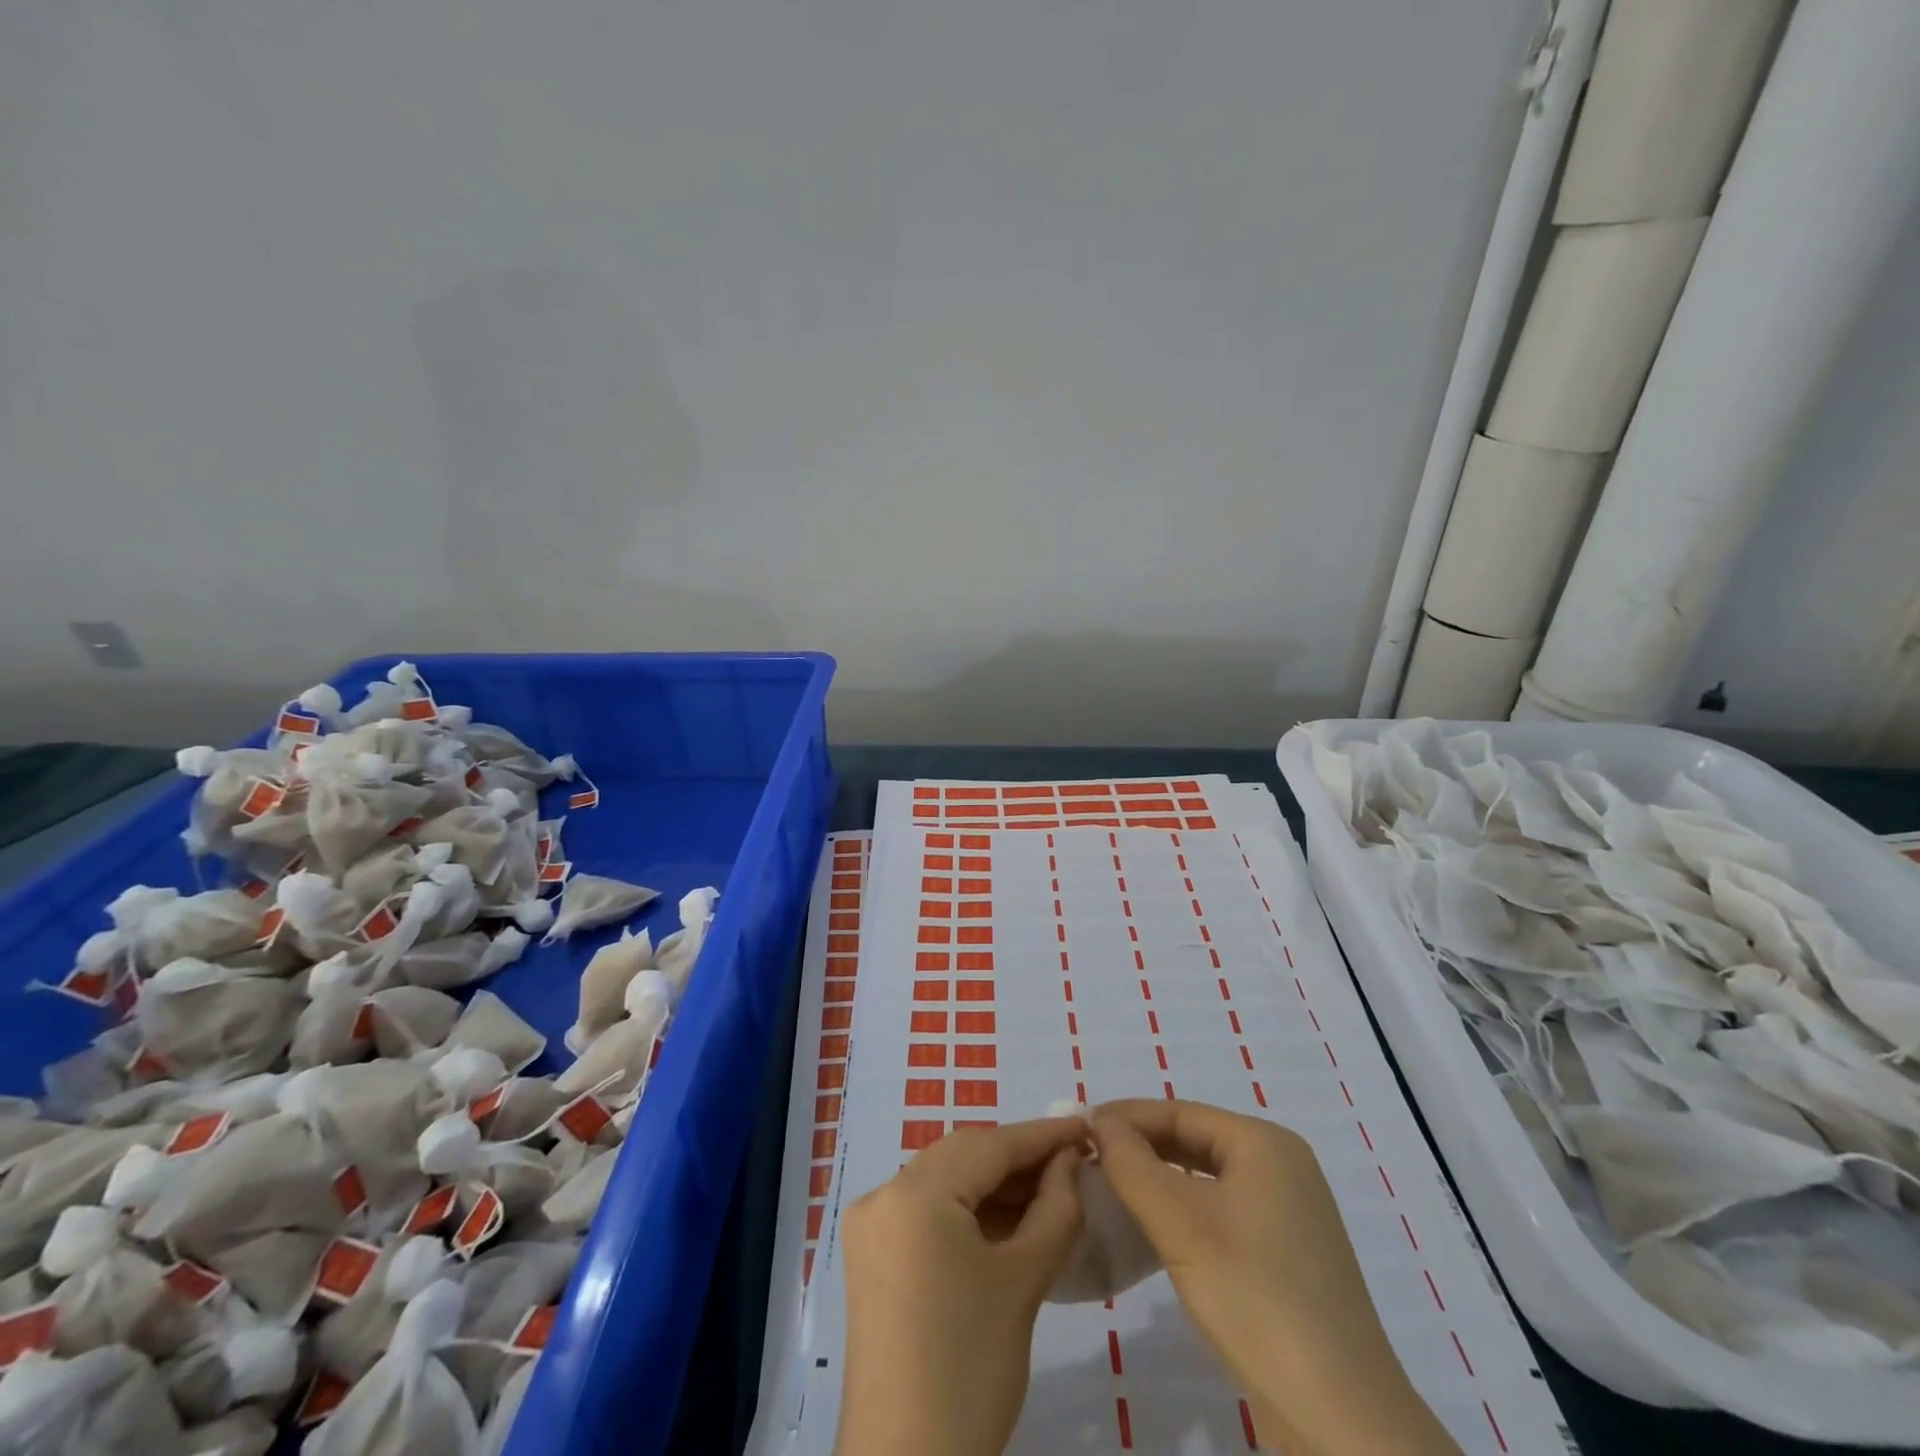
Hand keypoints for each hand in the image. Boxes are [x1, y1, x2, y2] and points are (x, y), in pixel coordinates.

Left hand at [834, 1117, 1086, 1455]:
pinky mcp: (871, 1256)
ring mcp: (871, 1225)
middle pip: (963, 1157)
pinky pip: (927, 1211)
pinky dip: (968, 1211)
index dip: (1042, 1135)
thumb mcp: (1023, 1281)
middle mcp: (883, 1194)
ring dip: (995, 1185)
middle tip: (1072, 1160)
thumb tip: (1069, 1160)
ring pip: (945, 1182)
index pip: (989, 1145)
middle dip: (1018, 1158)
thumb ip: (1055, 1207)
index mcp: (913, 1192)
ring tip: (1051, 1190)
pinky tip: (1009, 1221)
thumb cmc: (971, 1368)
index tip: (1086, 1125)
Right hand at [1090, 1100, 1459, 1455]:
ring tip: (1107, 1188)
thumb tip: (1100, 1123)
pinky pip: (1219, 1215)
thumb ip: (1131, 1164)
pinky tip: (1150, 1230)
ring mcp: (1287, 1217)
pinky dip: (1180, 1214)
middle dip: (1139, 1147)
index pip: (1180, 1111)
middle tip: (1085, 1157)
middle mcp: (1281, 1169)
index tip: (1077, 1129)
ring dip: (1156, 1180)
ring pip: (1204, 1180)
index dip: (1126, 1117)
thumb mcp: (1180, 1222)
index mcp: (1265, 1144)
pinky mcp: (1284, 1261)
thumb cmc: (1255, 1296)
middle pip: (1193, 1141)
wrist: (1341, 1422)